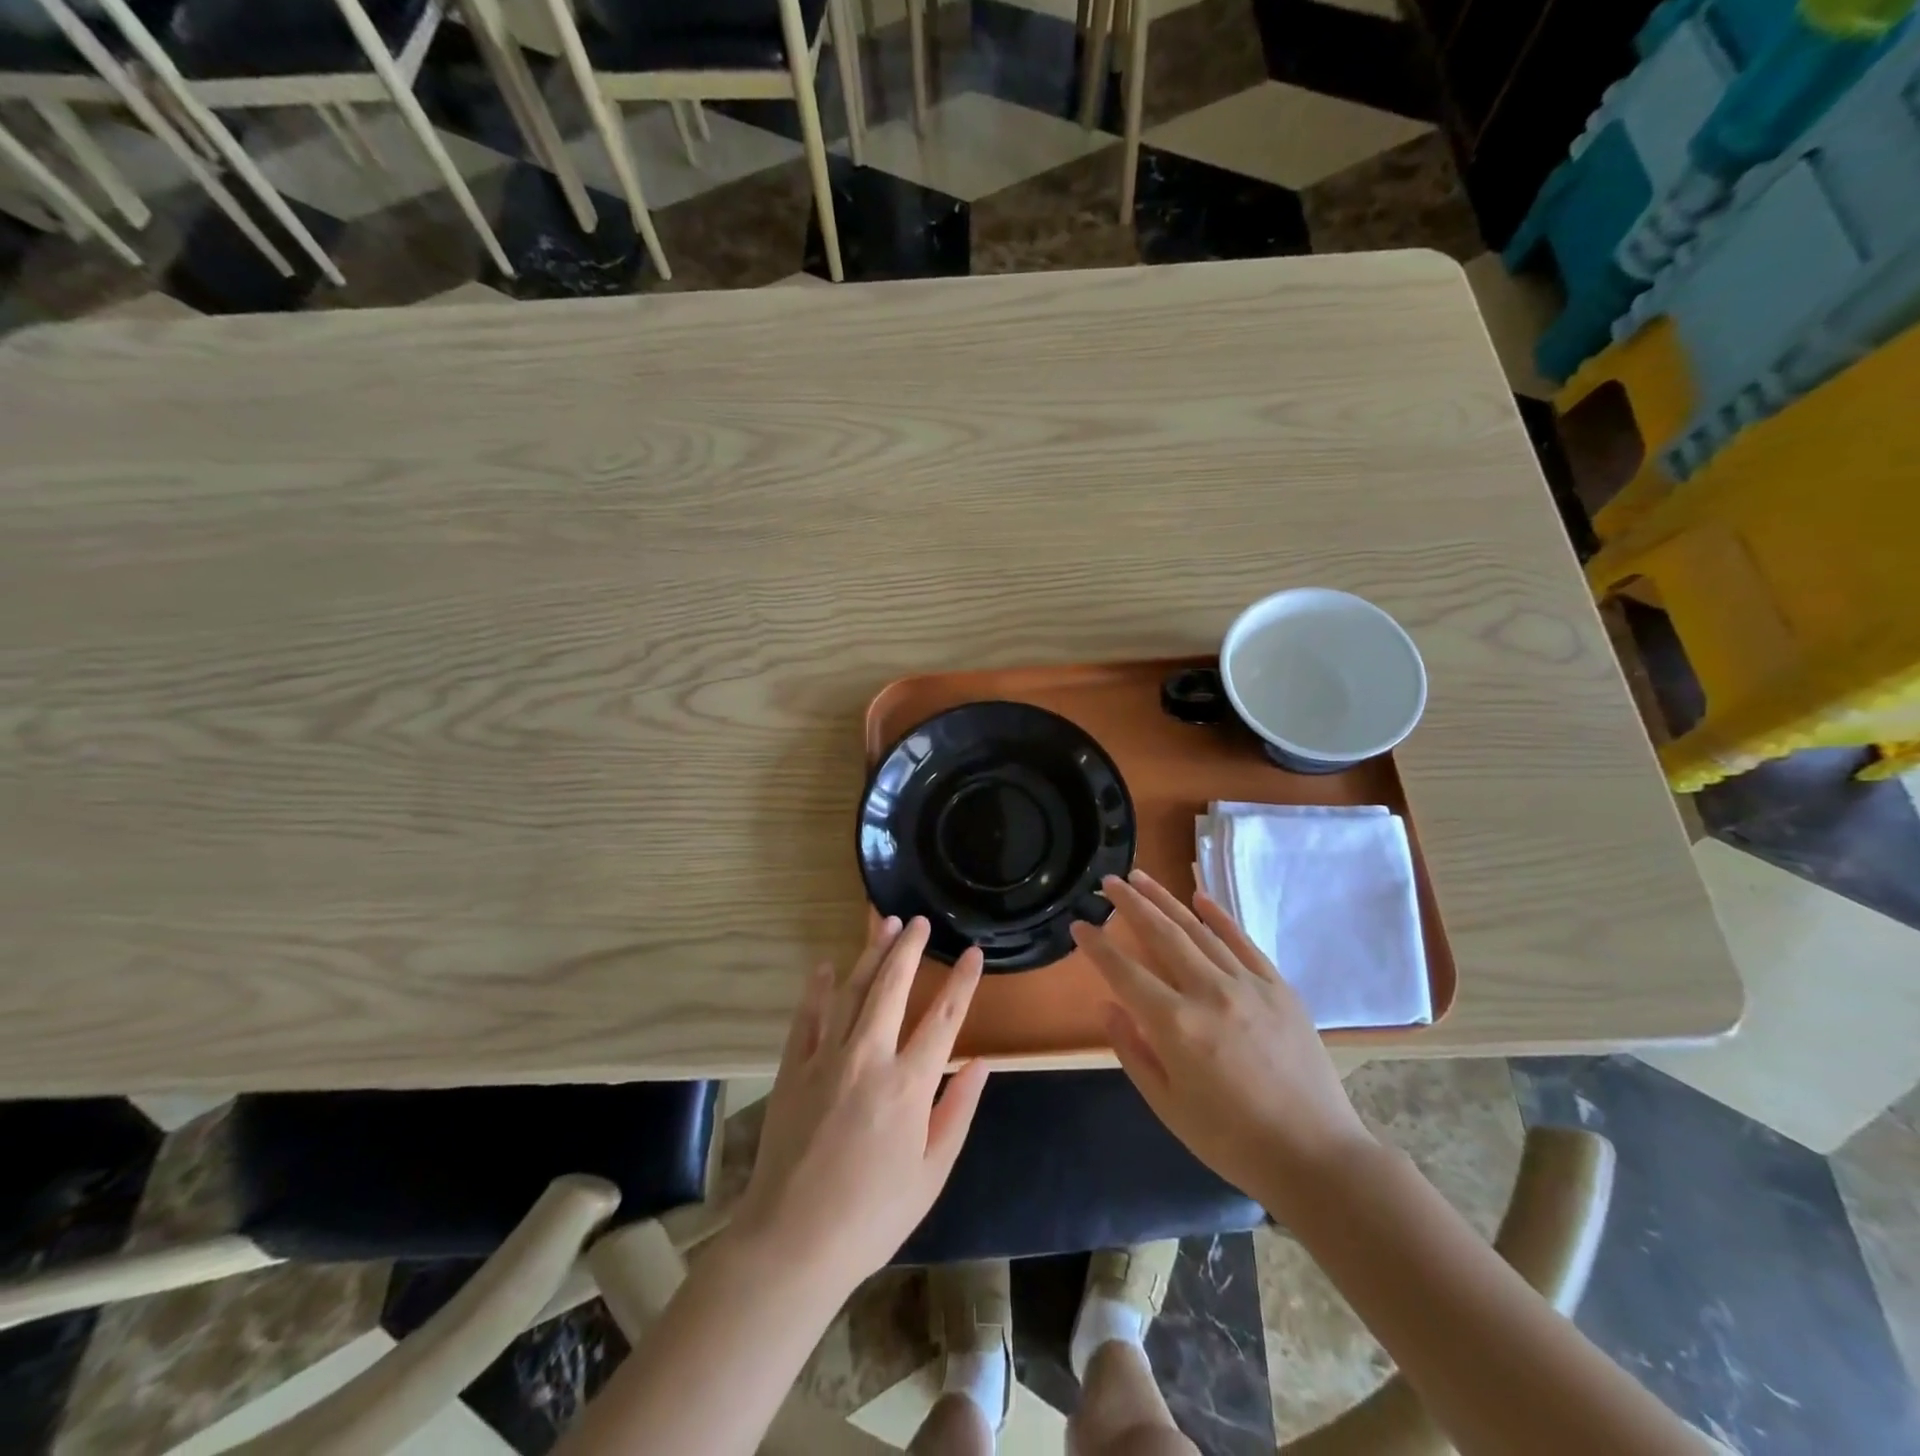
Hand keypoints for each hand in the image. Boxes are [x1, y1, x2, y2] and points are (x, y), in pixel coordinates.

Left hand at [731, 916, 988, 1297]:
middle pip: (892, 987)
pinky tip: (824, 967)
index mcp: (909, 1085)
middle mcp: (869, 1057)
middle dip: (909, 948)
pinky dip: (816, 989)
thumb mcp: (931, 1174)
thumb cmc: (872, 1216)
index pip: (945, 1018)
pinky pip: (807, 1017)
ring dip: (870, 954)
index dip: (962, 982)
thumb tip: (980, 1063)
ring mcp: (826, 1058)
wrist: (792, 1242)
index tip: (973, 953)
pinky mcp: (793, 1068)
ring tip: (883, 924)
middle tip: (919, 921)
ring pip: (851, 990)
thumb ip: (958, 1112)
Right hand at [1070, 869, 1375, 1212]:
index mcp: (1176, 1025)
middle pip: (1161, 934)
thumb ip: (1132, 1051)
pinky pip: (1242, 941)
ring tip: (1141, 877)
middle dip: (1130, 904)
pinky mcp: (1278, 987)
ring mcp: (1248, 984)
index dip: (1097, 947)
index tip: (1079, 926)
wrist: (1315, 1156)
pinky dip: (1218, 916)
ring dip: (1165, 900)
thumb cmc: (1231, 1141)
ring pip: (1198, 930)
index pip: (1124, 972)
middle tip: (1108, 881)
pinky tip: (1199, 896)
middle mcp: (1209, 993)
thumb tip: (1107, 1005)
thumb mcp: (1168, 1106)